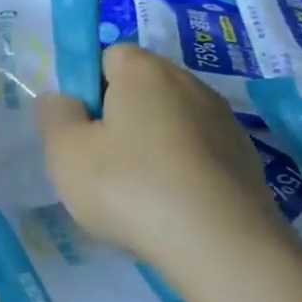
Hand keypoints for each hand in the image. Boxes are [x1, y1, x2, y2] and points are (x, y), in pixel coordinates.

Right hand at [36, 44, 291, 273]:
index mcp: (145, 72)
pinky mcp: (247, 162)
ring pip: (173, 122)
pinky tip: (172, 207)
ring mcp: (225, 123)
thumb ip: (55, 115)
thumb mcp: (66, 152)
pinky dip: (183, 171)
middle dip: (120, 116)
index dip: (89, 85)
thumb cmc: (130, 187)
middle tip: (100, 160)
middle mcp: (190, 85)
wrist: (222, 247)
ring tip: (137, 192)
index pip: (110, 54)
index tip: (80, 125)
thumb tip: (62, 98)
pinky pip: (200, 154)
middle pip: (144, 88)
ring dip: (153, 145)